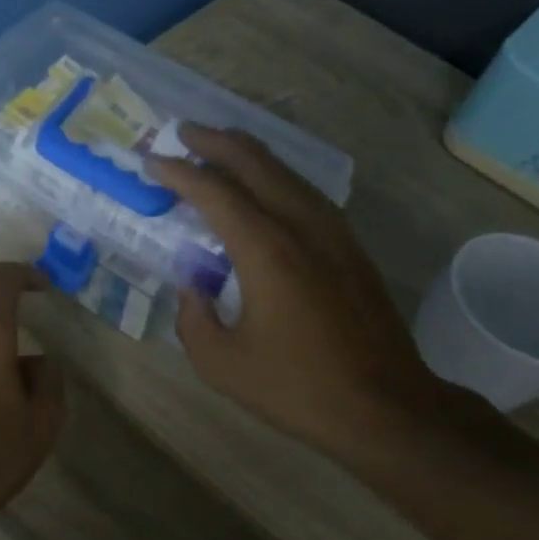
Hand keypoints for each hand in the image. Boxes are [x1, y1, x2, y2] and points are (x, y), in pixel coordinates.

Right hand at [147, 125, 441, 458]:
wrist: (385, 406)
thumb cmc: (298, 388)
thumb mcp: (222, 364)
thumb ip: (193, 319)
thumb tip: (192, 288)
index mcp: (266, 250)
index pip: (215, 191)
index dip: (179, 172)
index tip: (152, 161)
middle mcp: (301, 225)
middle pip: (255, 163)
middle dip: (215, 141)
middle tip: (183, 132)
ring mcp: (334, 232)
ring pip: (286, 172)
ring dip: (249, 154)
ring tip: (219, 148)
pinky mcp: (351, 247)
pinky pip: (306, 192)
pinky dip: (276, 177)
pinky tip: (266, 188)